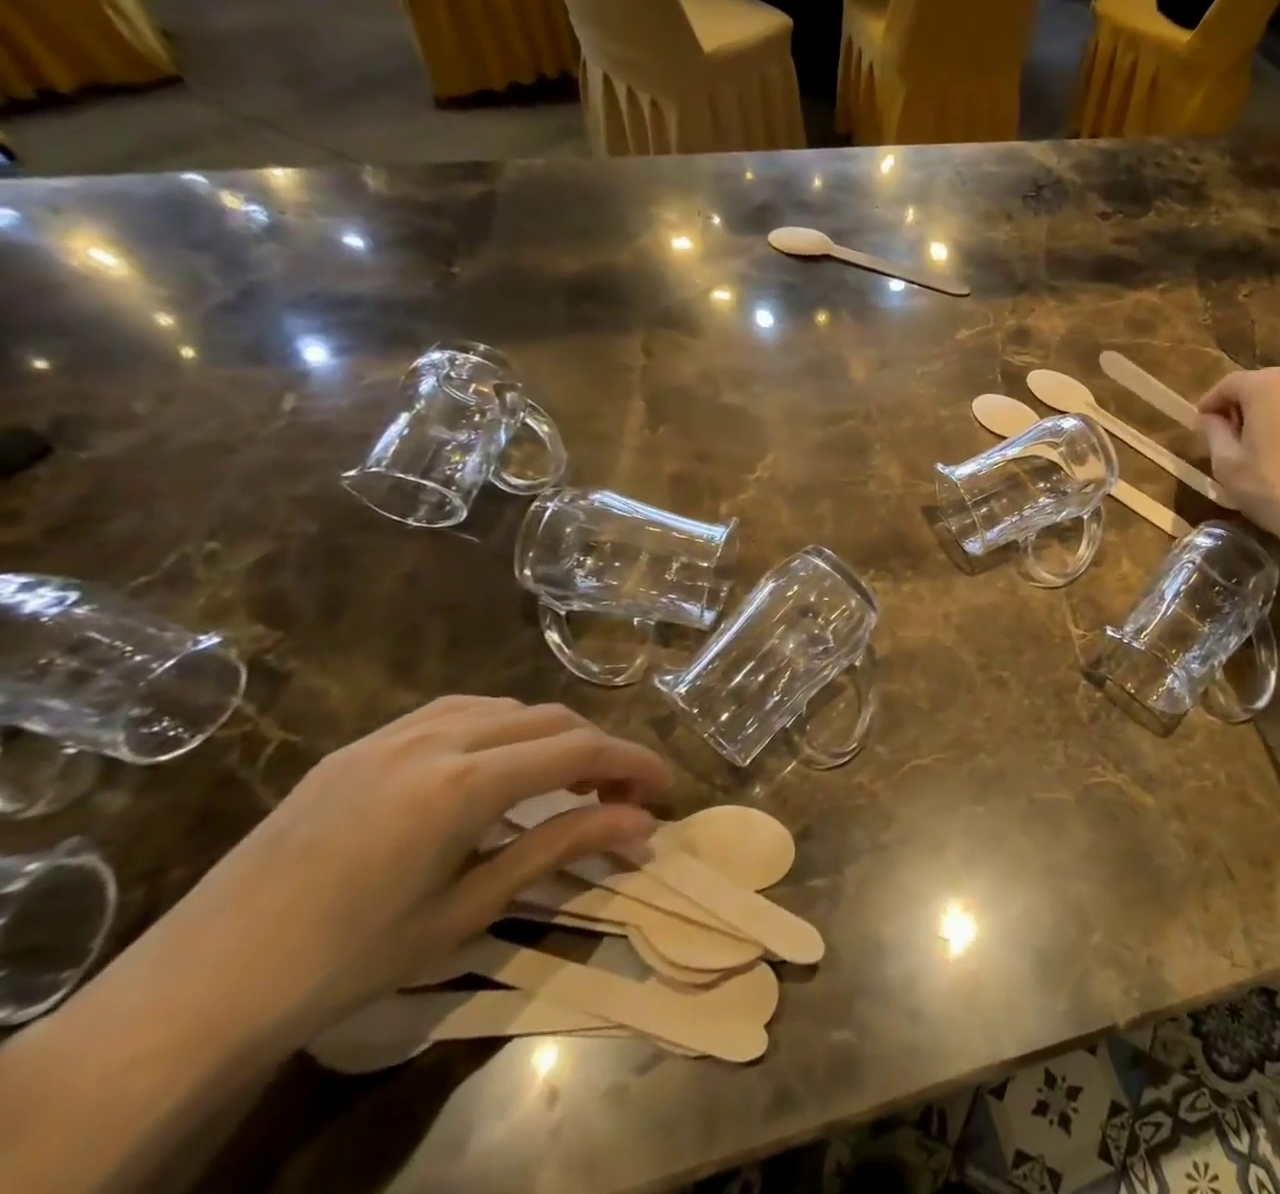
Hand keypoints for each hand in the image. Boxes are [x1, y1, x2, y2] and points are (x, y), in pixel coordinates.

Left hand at [128, 696, 669, 1048]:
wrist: (192, 992)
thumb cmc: (342, 963)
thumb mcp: (466, 909)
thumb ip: (560, 848)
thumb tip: (642, 825)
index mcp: (464, 783)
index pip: (579, 749)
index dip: (633, 762)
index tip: (667, 786)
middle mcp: (437, 738)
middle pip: (550, 719)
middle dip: (599, 748)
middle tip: (622, 793)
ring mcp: (392, 734)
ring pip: (505, 706)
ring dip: (551, 733)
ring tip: (565, 778)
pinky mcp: (360, 745)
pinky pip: (454, 711)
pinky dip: (499, 726)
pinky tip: (497, 762)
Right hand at [1196, 368, 1279, 574]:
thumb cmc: (1276, 490)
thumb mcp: (1227, 465)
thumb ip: (1213, 432)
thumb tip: (1209, 418)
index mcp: (1269, 385)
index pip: (1229, 384)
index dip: (1211, 404)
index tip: (1202, 426)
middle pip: (1268, 388)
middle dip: (1249, 409)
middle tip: (1239, 441)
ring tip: (1279, 452)